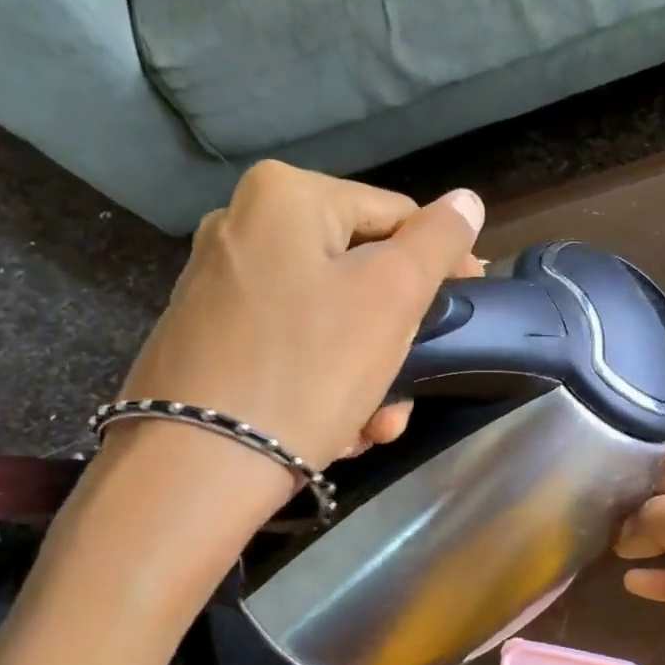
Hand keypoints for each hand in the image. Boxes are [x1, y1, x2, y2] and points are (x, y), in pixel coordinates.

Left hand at [119, 161, 484, 471]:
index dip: (441, 263)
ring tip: (375, 427)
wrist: (198, 467)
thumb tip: (467, 201)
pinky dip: (322, 383)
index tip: (466, 312)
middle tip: (410, 392)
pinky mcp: (207, 338)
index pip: (395, 215)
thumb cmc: (310, 368)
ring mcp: (219, 285)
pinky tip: (336, 431)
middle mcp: (242, 226)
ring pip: (329, 319)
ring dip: (366, 375)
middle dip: (396, 341)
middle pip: (359, 274)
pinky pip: (290, 347)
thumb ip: (436, 242)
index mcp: (285, 196)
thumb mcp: (392, 298)